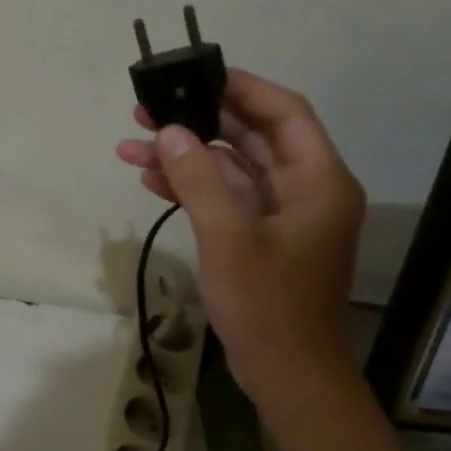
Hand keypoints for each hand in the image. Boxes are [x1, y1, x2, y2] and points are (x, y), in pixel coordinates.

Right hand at [116, 71, 365, 412]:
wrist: (287, 375)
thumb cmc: (267, 305)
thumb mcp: (229, 238)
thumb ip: (199, 180)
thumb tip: (172, 132)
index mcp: (318, 180)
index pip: (284, 112)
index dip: (242, 87)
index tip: (194, 75)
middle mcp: (304, 189)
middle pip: (251, 137)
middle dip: (199, 122)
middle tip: (147, 110)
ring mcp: (280, 216)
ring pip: (230, 169)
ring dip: (185, 157)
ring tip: (133, 144)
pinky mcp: (259, 238)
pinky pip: (223, 199)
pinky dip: (190, 188)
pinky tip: (150, 179)